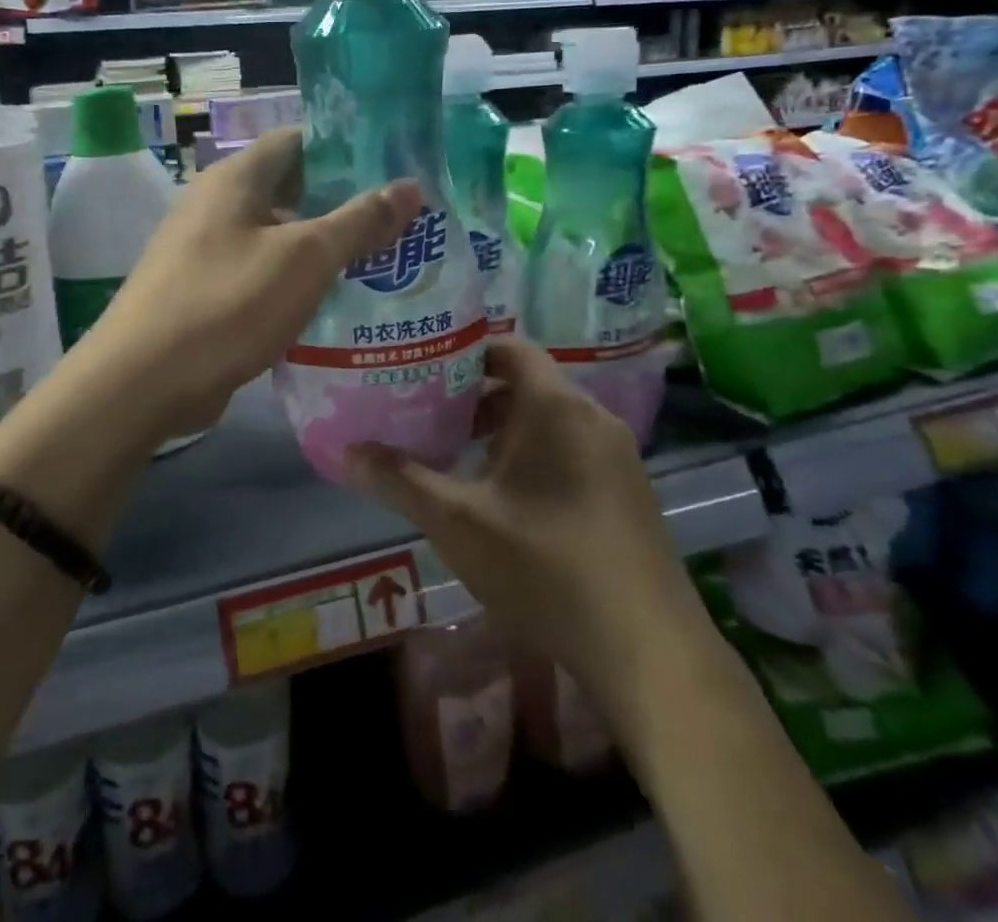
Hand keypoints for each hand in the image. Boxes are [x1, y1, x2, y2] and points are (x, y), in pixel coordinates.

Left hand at [83, 128, 421, 441]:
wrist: (142, 383)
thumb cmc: (227, 304)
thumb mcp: (304, 258)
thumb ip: (359, 221)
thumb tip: (410, 187)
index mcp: (236, 179)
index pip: (298, 140)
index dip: (346, 147)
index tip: (394, 167)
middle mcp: (218, 205)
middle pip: (292, 189)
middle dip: (344, 203)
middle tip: (400, 221)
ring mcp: (208, 250)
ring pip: (279, 236)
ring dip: (324, 247)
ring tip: (383, 261)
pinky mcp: (207, 292)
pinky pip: (263, 274)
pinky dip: (297, 281)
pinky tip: (336, 302)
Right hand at [343, 338, 703, 695]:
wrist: (649, 651)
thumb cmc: (545, 567)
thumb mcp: (459, 523)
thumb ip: (401, 481)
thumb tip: (348, 452)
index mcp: (555, 405)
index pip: (510, 347)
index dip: (466, 352)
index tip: (426, 371)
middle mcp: (592, 416)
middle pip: (528, 382)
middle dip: (477, 397)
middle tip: (431, 417)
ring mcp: (618, 454)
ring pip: (551, 419)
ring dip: (506, 430)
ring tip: (461, 459)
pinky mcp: (630, 490)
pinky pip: (574, 448)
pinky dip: (537, 454)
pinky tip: (510, 501)